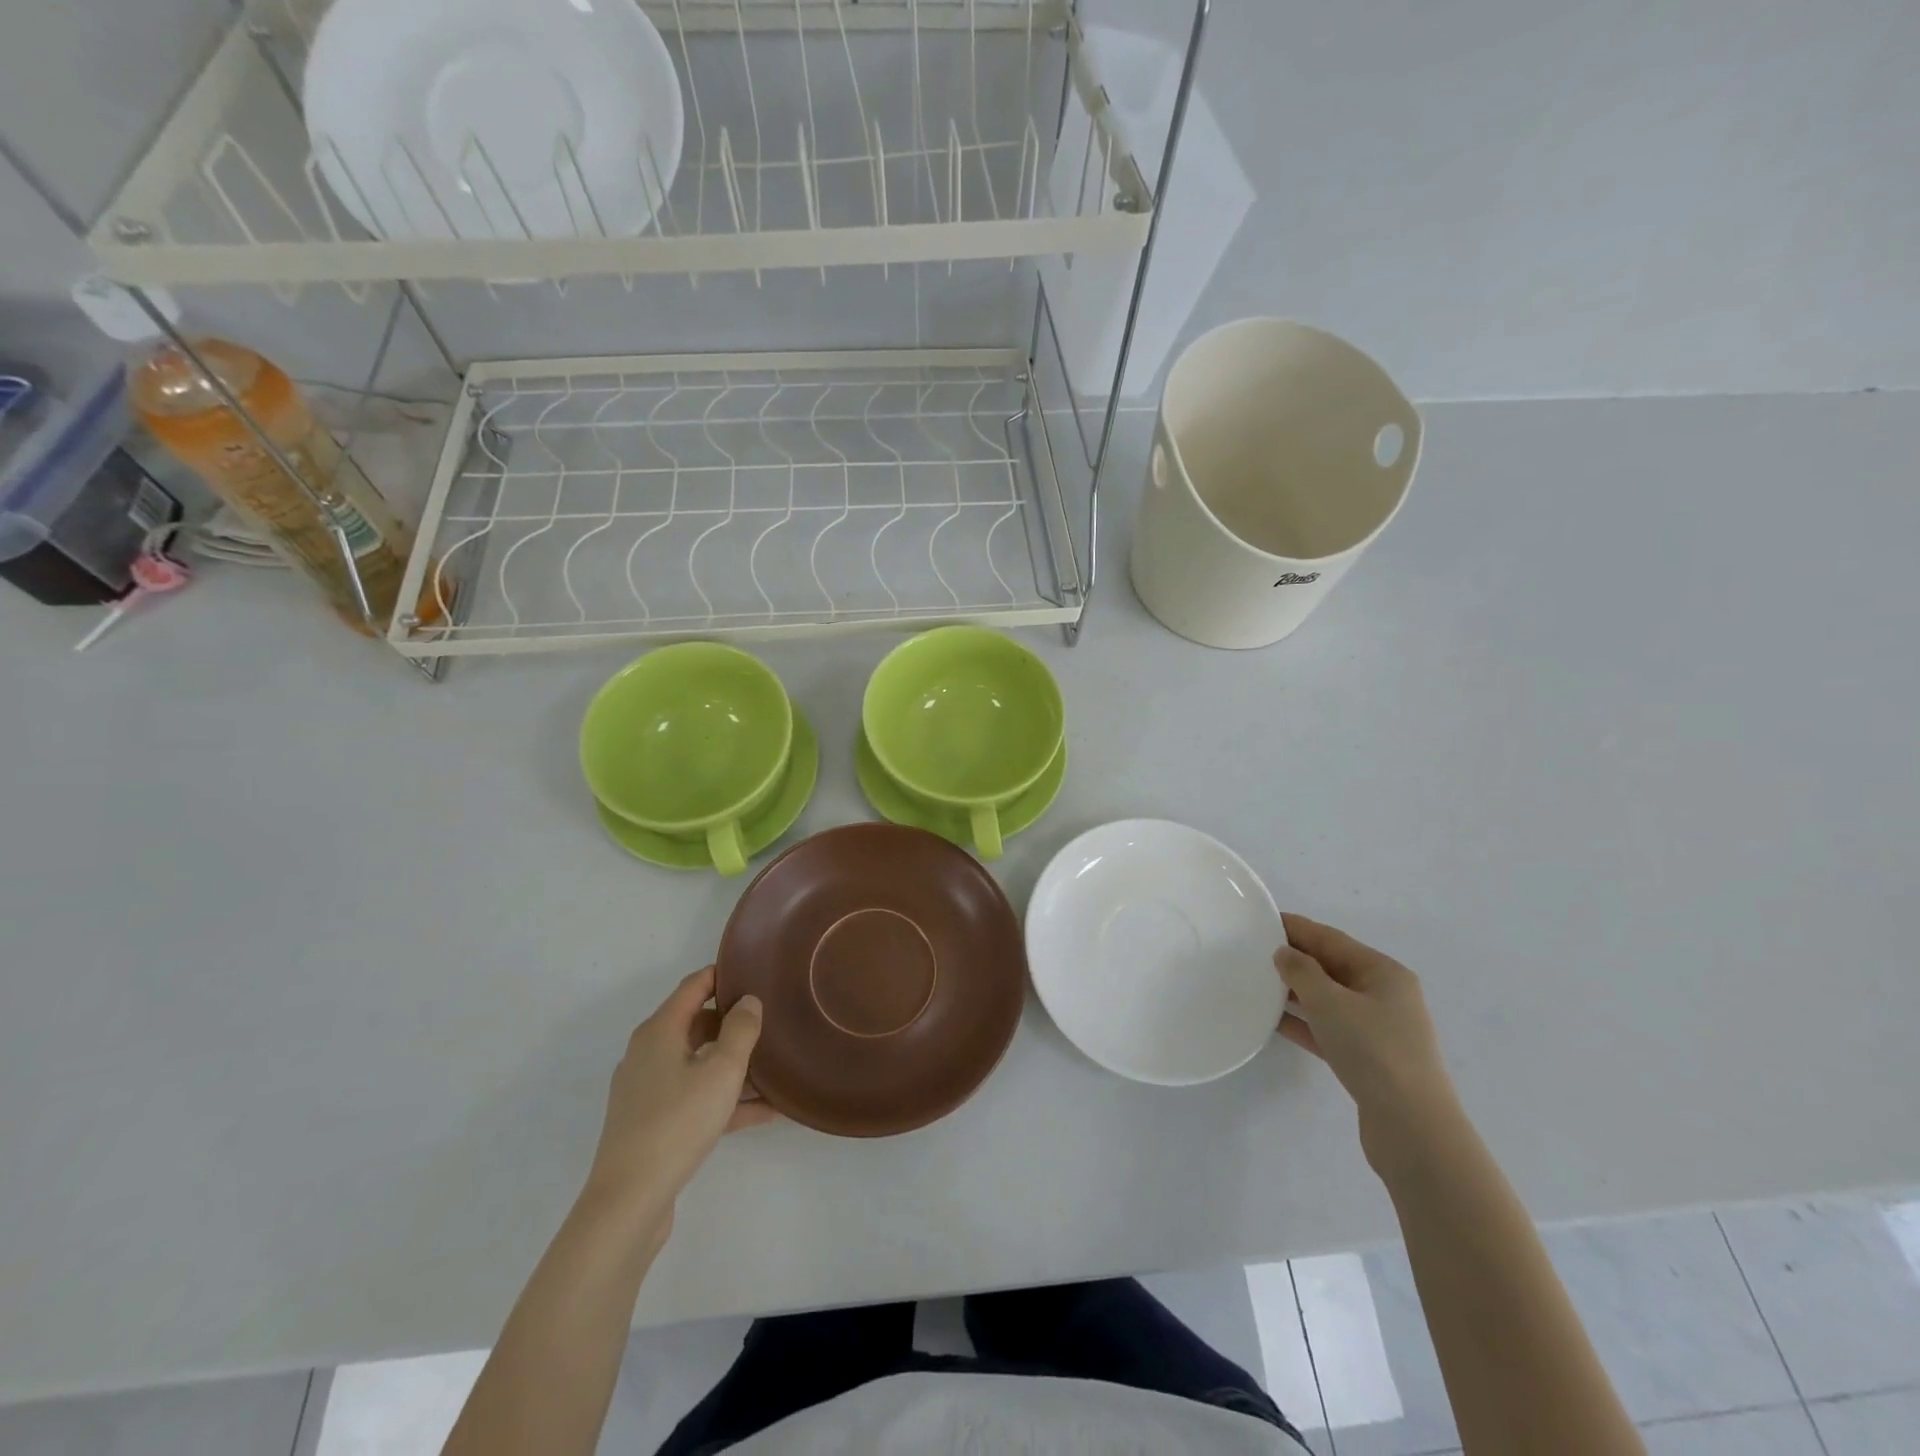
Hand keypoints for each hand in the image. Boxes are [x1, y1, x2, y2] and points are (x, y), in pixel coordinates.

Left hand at [582, 967, 776, 1235]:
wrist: (628, 1201)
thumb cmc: (677, 1122)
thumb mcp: (722, 1071)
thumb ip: (741, 1030)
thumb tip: (748, 1001)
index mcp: (660, 1031)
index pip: (693, 986)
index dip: (723, 975)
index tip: (755, 972)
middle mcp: (649, 1053)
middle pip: (697, 1024)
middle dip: (733, 1021)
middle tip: (772, 1019)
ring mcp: (648, 1090)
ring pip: (699, 1064)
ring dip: (734, 1065)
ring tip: (776, 1067)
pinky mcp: (653, 1122)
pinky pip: (696, 1097)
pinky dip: (725, 1098)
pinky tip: (766, 1112)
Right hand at [1275, 914, 1459, 1170]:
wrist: (1412, 1128)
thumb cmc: (1373, 1051)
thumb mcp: (1330, 1002)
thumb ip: (1301, 971)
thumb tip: (1284, 953)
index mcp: (1383, 972)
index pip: (1331, 939)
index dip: (1295, 928)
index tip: (1260, 920)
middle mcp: (1384, 995)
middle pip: (1331, 966)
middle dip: (1294, 958)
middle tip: (1251, 950)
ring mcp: (1378, 1029)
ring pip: (1328, 999)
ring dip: (1295, 990)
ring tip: (1255, 982)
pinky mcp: (1367, 1059)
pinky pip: (1328, 1028)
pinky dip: (1302, 1021)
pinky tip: (1272, 1020)